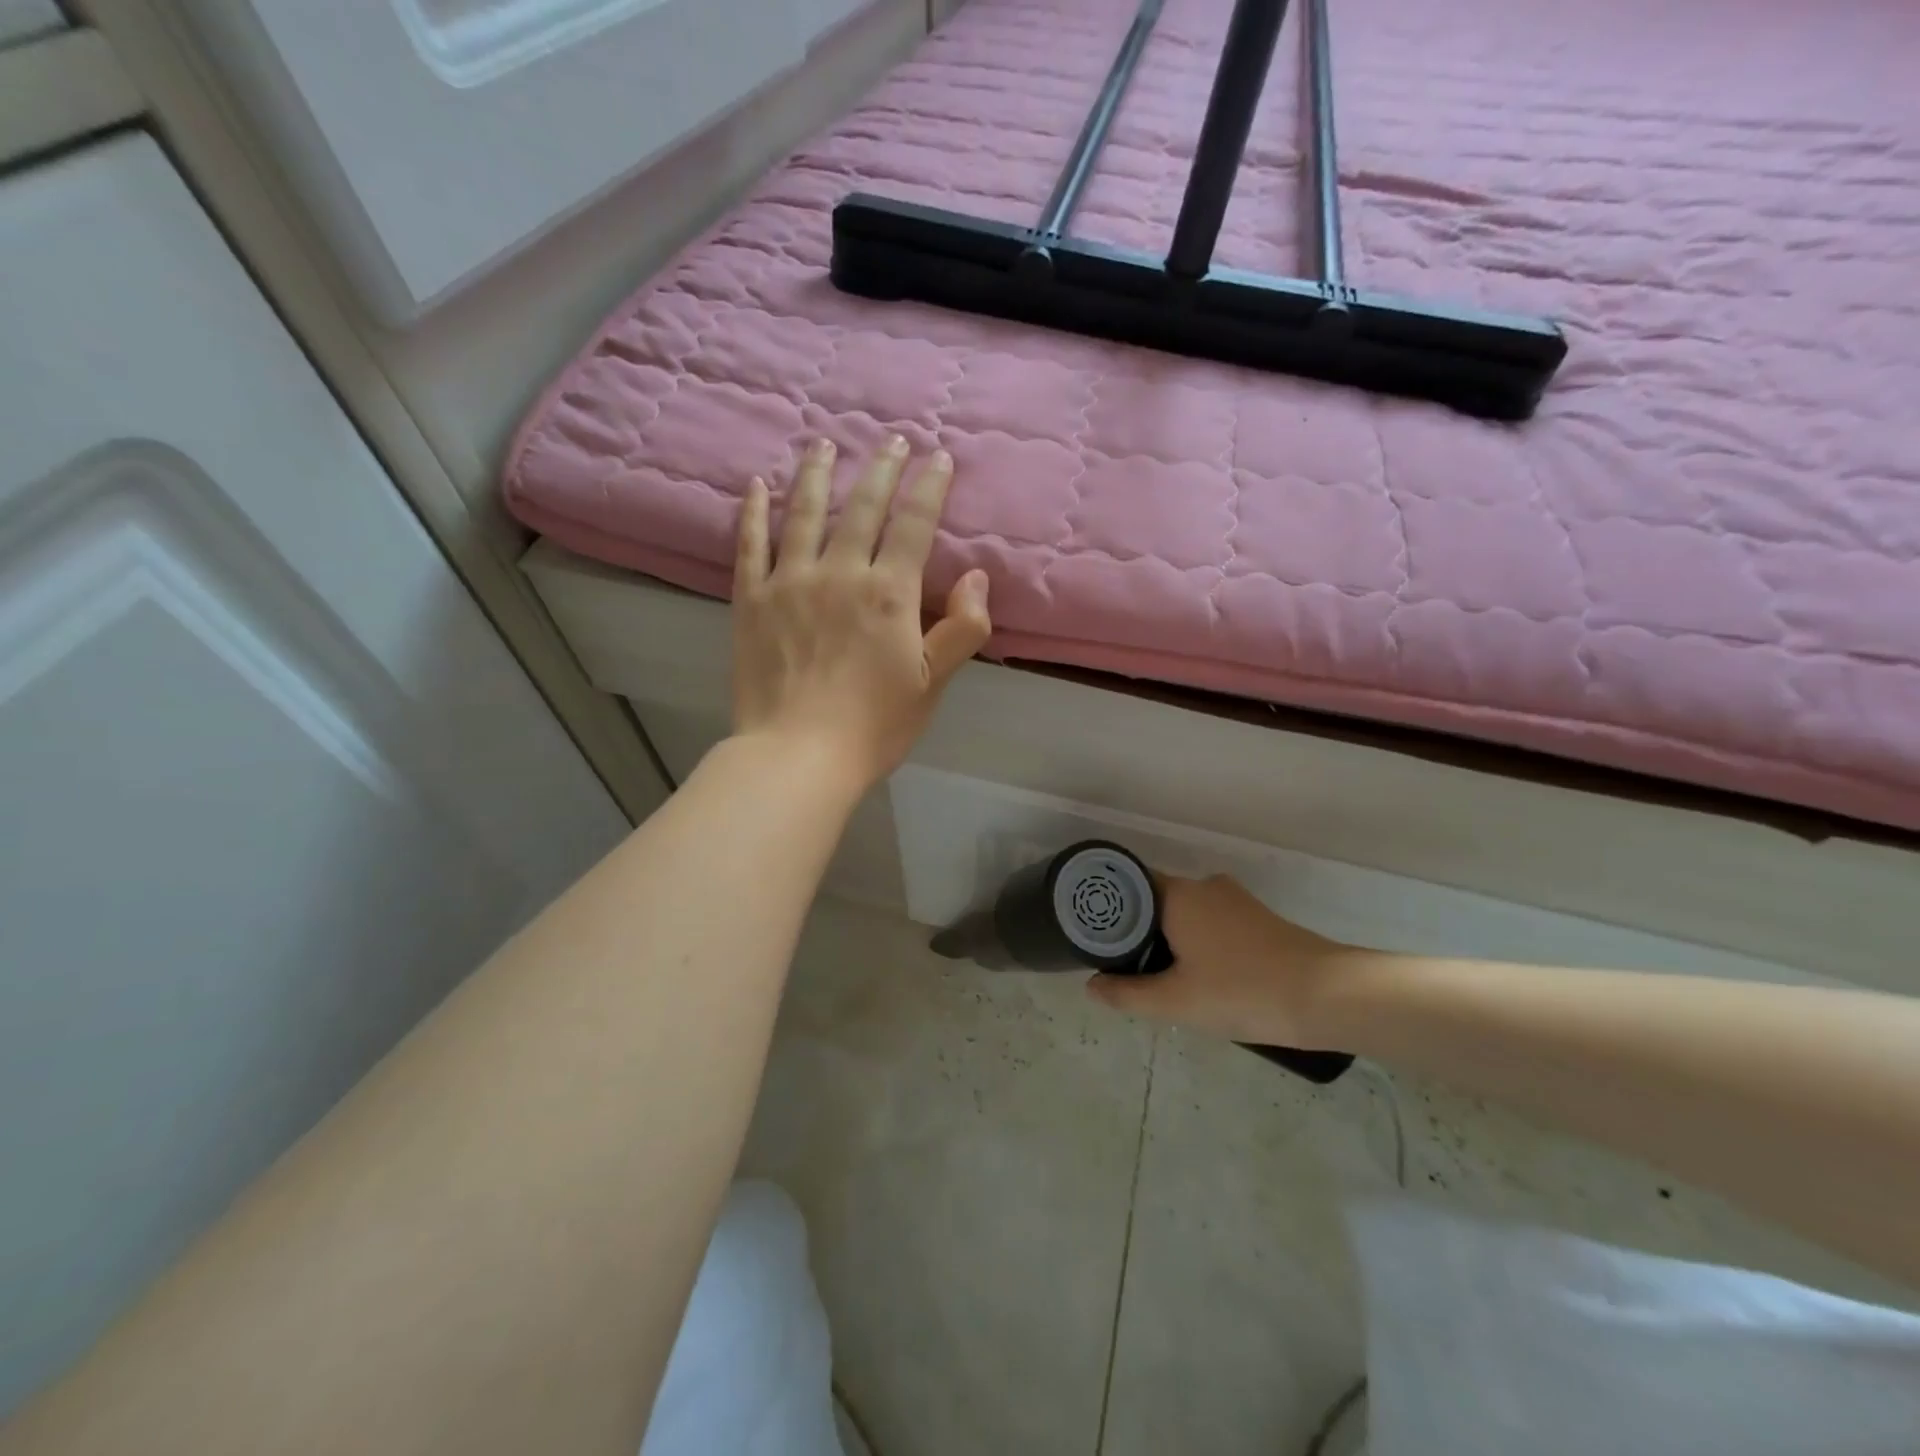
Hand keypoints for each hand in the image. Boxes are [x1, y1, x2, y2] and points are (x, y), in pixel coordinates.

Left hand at [731, 435, 991, 790]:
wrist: (797, 756)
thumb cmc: (873, 726)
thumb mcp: (931, 684)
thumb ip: (962, 629)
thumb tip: (976, 576)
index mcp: (888, 593)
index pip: (914, 524)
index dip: (929, 487)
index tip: (938, 457)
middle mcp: (839, 572)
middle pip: (863, 506)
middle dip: (882, 468)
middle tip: (891, 440)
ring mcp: (789, 582)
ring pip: (805, 512)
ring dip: (817, 474)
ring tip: (824, 444)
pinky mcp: (750, 600)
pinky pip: (750, 544)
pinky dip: (753, 512)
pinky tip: (757, 485)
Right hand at [1086, 874, 1350, 1046]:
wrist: (1328, 997)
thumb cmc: (1242, 991)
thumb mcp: (1176, 1002)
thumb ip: (1127, 994)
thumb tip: (1091, 986)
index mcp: (1178, 894)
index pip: (1127, 885)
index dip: (1106, 910)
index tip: (1093, 937)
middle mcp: (1204, 886)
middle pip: (1155, 900)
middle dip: (1138, 931)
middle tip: (1122, 967)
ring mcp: (1234, 900)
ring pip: (1185, 913)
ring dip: (1169, 939)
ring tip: (1158, 978)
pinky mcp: (1258, 918)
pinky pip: (1210, 922)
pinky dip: (1197, 943)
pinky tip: (1200, 978)